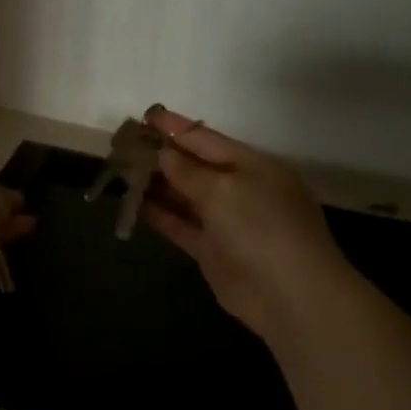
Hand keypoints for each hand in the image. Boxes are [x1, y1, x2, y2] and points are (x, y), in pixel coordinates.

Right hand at [140, 105, 358, 338]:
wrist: (289, 294)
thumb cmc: (261, 226)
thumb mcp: (224, 189)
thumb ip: (189, 171)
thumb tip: (164, 154)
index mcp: (252, 165)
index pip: (207, 138)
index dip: (176, 127)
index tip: (145, 115)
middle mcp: (240, 189)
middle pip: (194, 166)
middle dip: (161, 155)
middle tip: (124, 144)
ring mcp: (226, 221)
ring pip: (184, 196)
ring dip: (156, 184)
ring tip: (121, 171)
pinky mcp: (212, 250)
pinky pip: (180, 225)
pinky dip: (158, 214)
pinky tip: (133, 204)